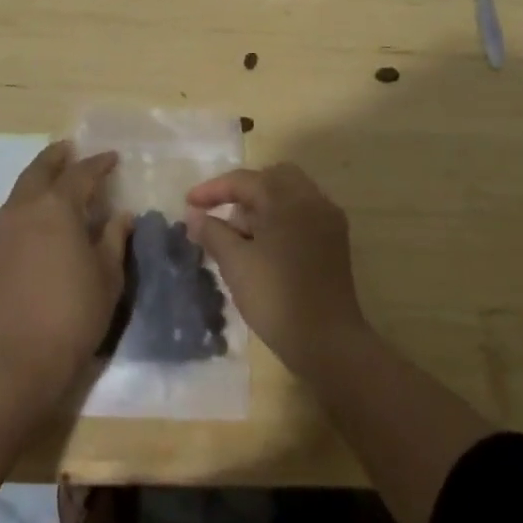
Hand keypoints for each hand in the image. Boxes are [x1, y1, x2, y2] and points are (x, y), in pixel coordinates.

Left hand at [0, 141, 131, 398]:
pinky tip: (43, 208)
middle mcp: (28, 206)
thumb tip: (120, 215)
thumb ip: (113, 238)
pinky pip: (16, 205)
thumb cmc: (74, 312)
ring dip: (41, 174)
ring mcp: (7, 227)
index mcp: (58, 206)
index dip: (99, 164)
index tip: (112, 158)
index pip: (81, 174)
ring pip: (24, 185)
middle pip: (42, 169)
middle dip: (58, 157)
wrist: (20, 357)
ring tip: (57, 174)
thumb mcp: (108, 275)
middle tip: (73, 150)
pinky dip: (30, 195)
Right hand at [184, 163, 370, 376]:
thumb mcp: (235, 263)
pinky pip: (301, 214)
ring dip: (261, 205)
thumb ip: (212, 232)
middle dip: (242, 191)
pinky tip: (262, 245)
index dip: (212, 190)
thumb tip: (193, 215)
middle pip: (271, 178)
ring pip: (288, 195)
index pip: (244, 181)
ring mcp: (327, 220)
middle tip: (219, 211)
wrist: (328, 343)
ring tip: (237, 234)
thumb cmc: (276, 297)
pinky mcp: (334, 241)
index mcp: (287, 198)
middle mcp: (312, 199)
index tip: (187, 203)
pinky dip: (279, 219)